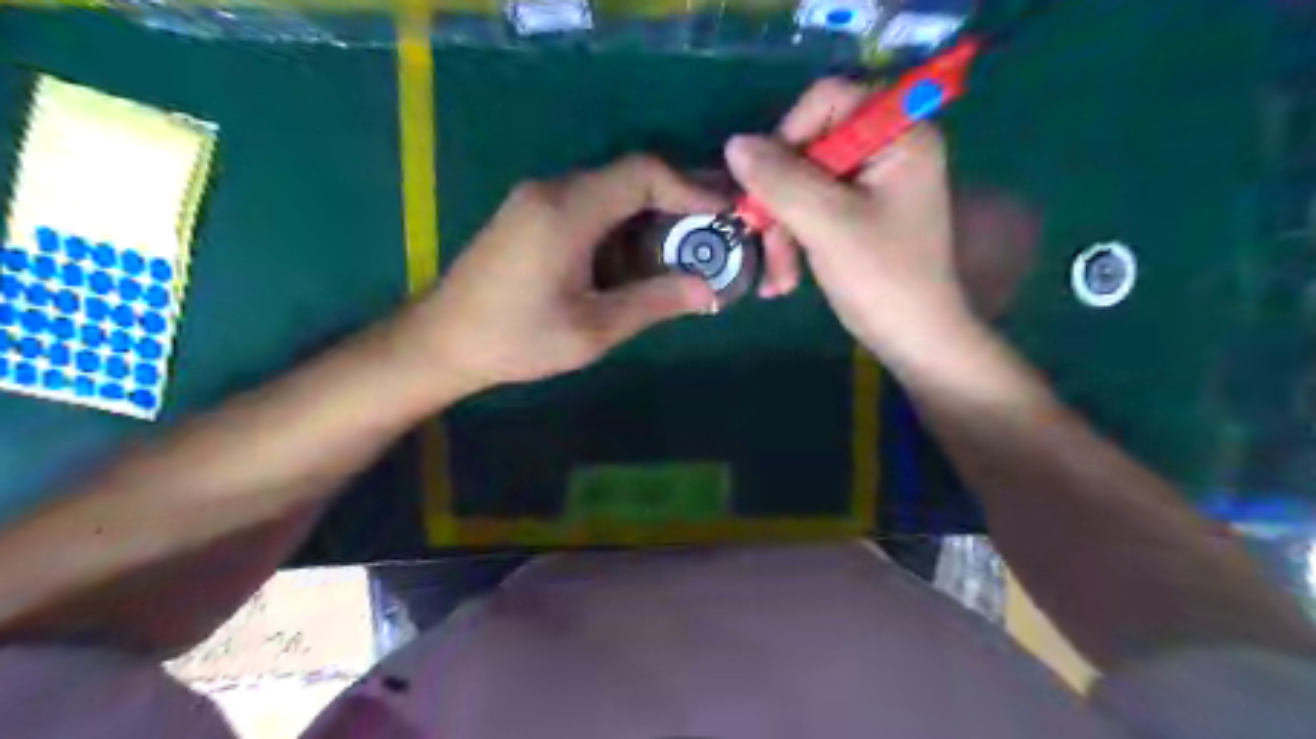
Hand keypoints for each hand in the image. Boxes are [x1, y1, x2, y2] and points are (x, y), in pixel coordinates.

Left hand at [405, 154, 717, 397]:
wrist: (440, 342)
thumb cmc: (516, 339)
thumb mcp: (593, 329)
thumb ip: (654, 302)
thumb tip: (709, 290)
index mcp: (568, 210)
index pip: (643, 173)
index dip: (690, 188)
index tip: (723, 215)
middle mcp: (553, 190)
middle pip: (629, 177)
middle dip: (677, 201)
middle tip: (715, 232)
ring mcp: (538, 200)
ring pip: (611, 192)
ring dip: (651, 216)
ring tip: (687, 250)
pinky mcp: (531, 216)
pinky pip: (590, 207)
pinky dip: (624, 225)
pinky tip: (640, 259)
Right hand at [731, 78, 973, 362]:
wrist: (914, 341)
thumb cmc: (882, 279)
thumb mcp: (827, 224)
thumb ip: (780, 179)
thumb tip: (733, 144)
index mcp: (898, 135)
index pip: (828, 100)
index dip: (788, 135)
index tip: (765, 183)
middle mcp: (886, 149)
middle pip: (808, 148)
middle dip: (780, 201)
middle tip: (760, 240)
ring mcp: (870, 185)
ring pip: (802, 185)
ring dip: (781, 231)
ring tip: (778, 280)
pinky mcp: (857, 215)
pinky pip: (810, 210)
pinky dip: (793, 241)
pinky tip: (785, 280)